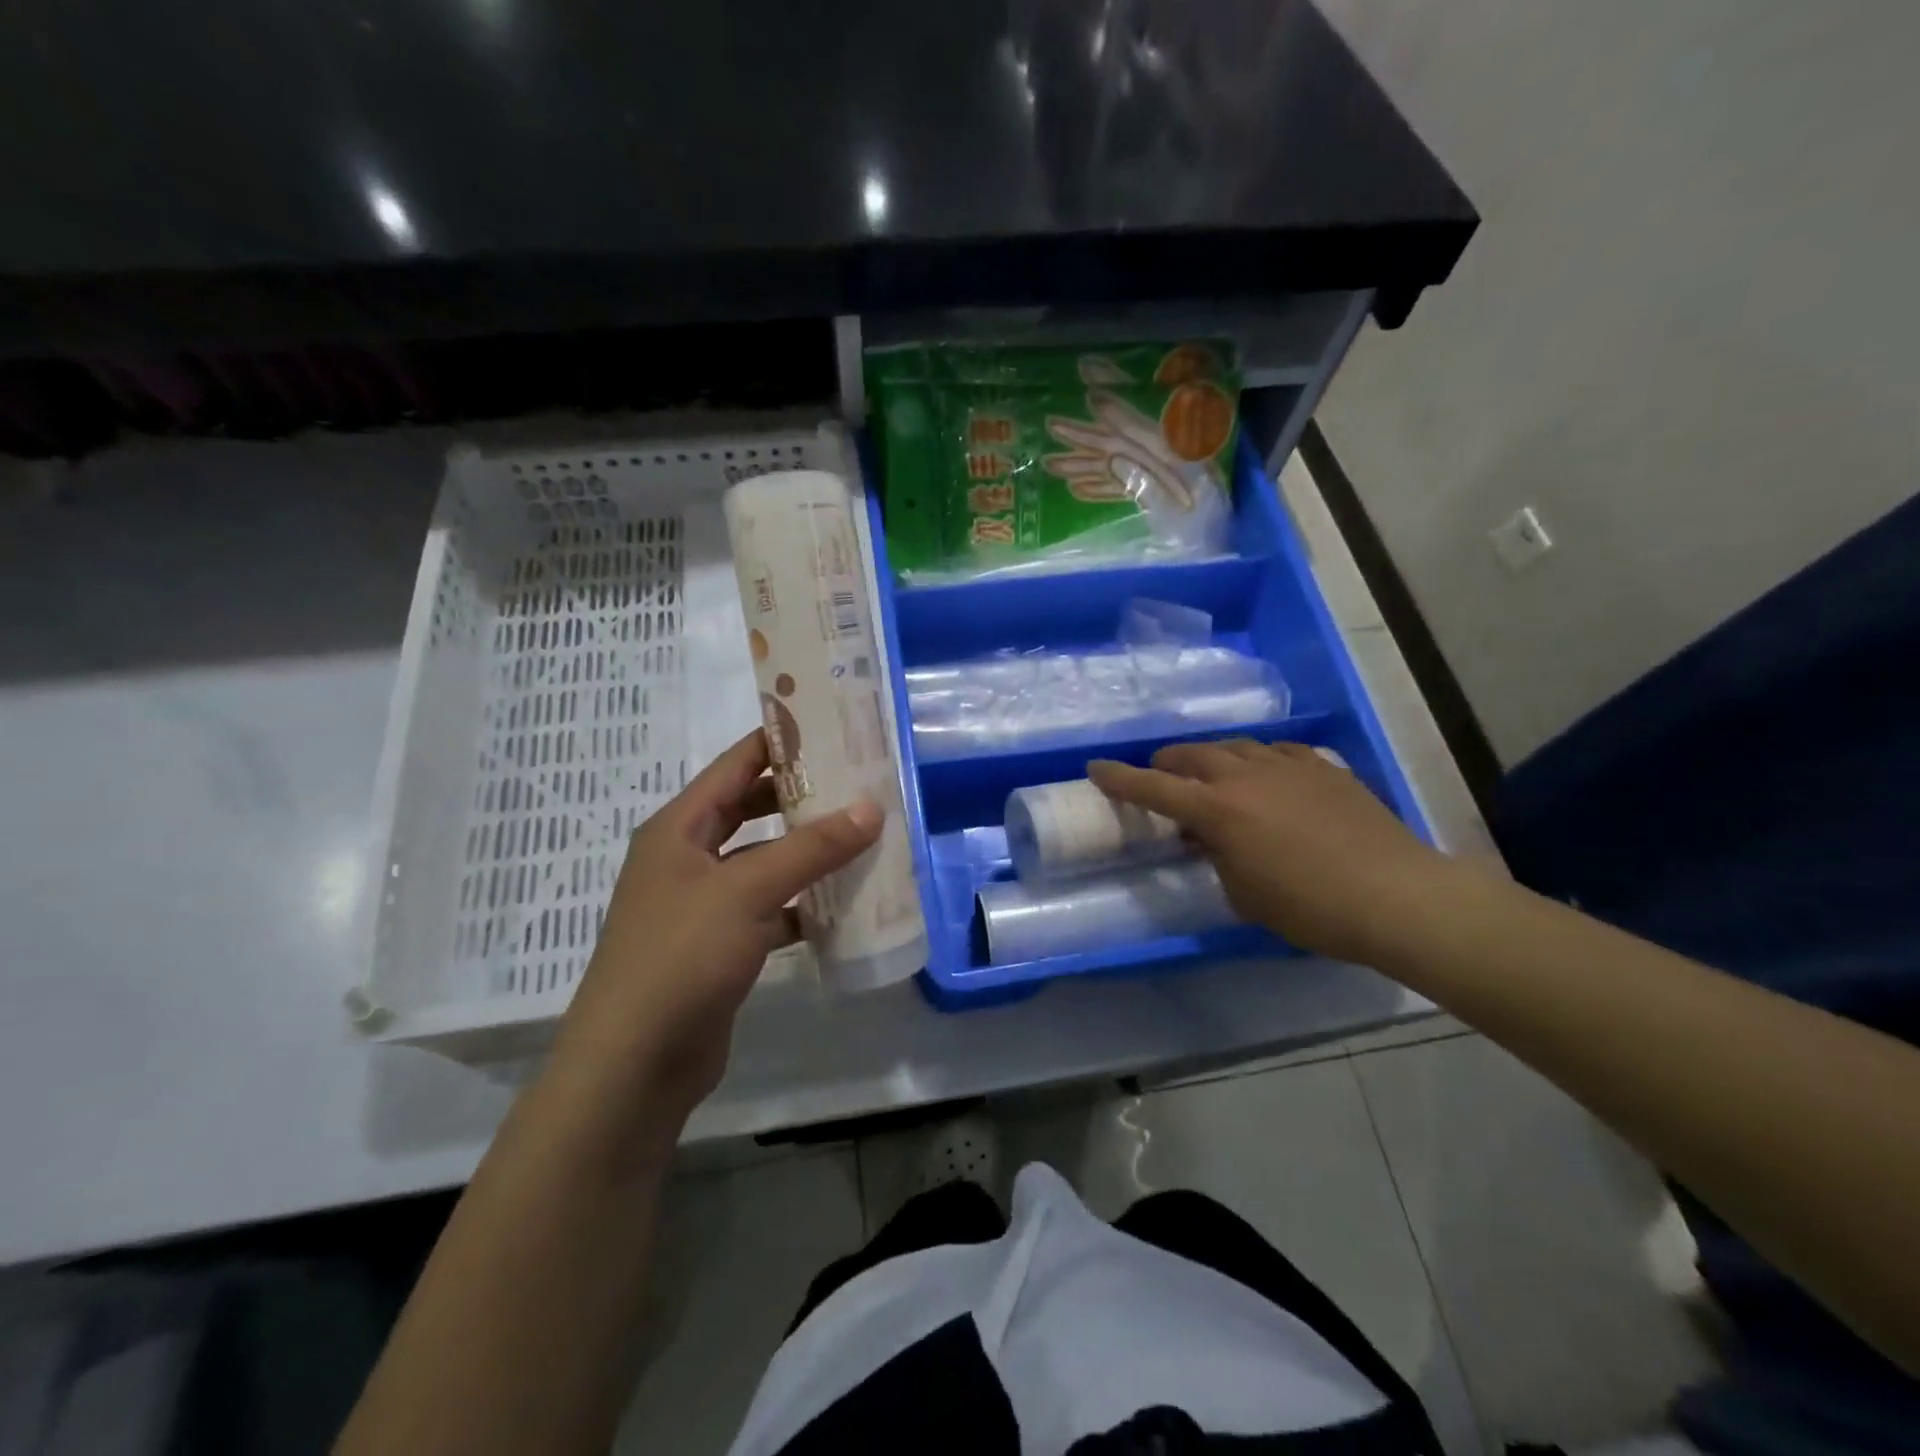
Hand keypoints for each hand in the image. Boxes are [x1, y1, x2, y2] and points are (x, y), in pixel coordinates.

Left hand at [553, 730, 881, 1126]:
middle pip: (751, 811)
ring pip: (764, 862)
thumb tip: (871, 807)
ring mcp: (702, 905)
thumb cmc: (681, 956)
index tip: (832, 725)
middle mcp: (687, 858)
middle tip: (858, 783)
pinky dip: (802, 905)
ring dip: (807, 853)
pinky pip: (769, 909)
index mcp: (679, 828)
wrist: (635, 1064)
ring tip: (862, 837)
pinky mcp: (720, 946)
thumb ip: (811, 848)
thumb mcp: (748, 890)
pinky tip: (843, 906)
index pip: (735, 766)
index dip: (780, 742)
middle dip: (802, 797)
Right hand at [1088, 740, 1453, 964]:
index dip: (1120, 778)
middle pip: (1192, 755)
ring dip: (1212, 757)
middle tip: (1159, 775)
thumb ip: (1217, 857)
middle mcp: (1246, 777)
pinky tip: (1266, 774)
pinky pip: (1277, 751)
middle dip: (1167, 762)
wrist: (1397, 895)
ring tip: (1211, 774)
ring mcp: (1288, 766)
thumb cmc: (1311, 908)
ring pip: (1235, 745)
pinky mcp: (1323, 767)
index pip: (1154, 787)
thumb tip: (1209, 838)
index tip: (1095, 767)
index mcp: (1218, 810)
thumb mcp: (1245, 894)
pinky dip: (1258, 759)